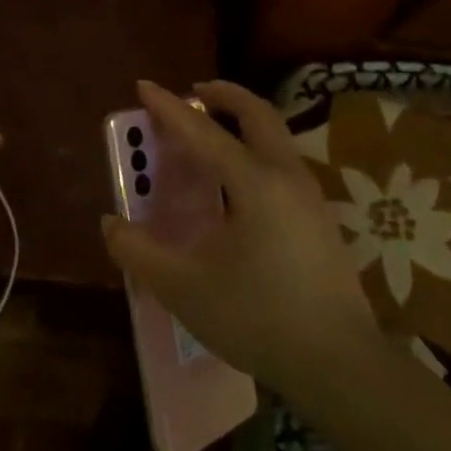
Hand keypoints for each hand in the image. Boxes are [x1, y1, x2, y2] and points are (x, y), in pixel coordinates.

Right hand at [102, 80, 378, 397]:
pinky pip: (284, 163)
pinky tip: (239, 183)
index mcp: (254, 184)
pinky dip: (257, 149)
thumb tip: (111, 224)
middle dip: (225, 95)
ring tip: (213, 132)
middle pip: (258, 115)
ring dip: (244, 121)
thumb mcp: (183, 288)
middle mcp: (287, 177)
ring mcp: (311, 198)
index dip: (169, 108)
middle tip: (195, 92)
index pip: (203, 132)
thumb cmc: (257, 318)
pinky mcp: (321, 220)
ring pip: (277, 137)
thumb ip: (139, 252)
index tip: (144, 85)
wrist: (339, 364)